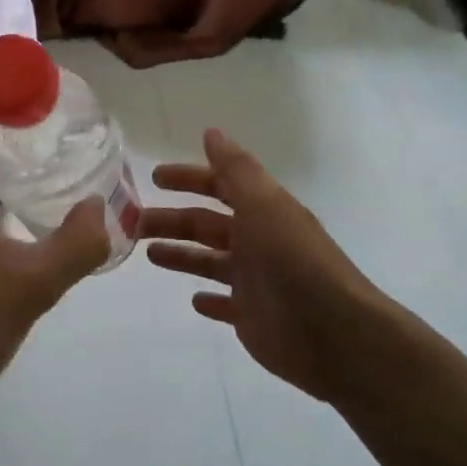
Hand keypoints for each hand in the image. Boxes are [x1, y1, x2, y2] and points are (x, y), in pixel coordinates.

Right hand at [141, 129, 391, 403]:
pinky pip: (225, 304)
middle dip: (171, 220)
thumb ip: (236, 169)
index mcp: (262, 211)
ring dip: (181, 254)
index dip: (188, 178)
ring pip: (209, 261)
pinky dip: (209, 300)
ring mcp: (255, 281)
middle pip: (206, 224)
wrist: (334, 333)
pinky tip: (193, 300)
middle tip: (132, 221)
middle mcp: (257, 241)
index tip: (154, 178)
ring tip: (148, 253)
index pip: (219, 186)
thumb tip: (211, 131)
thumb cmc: (293, 261)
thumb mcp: (264, 205)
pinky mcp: (252, 317)